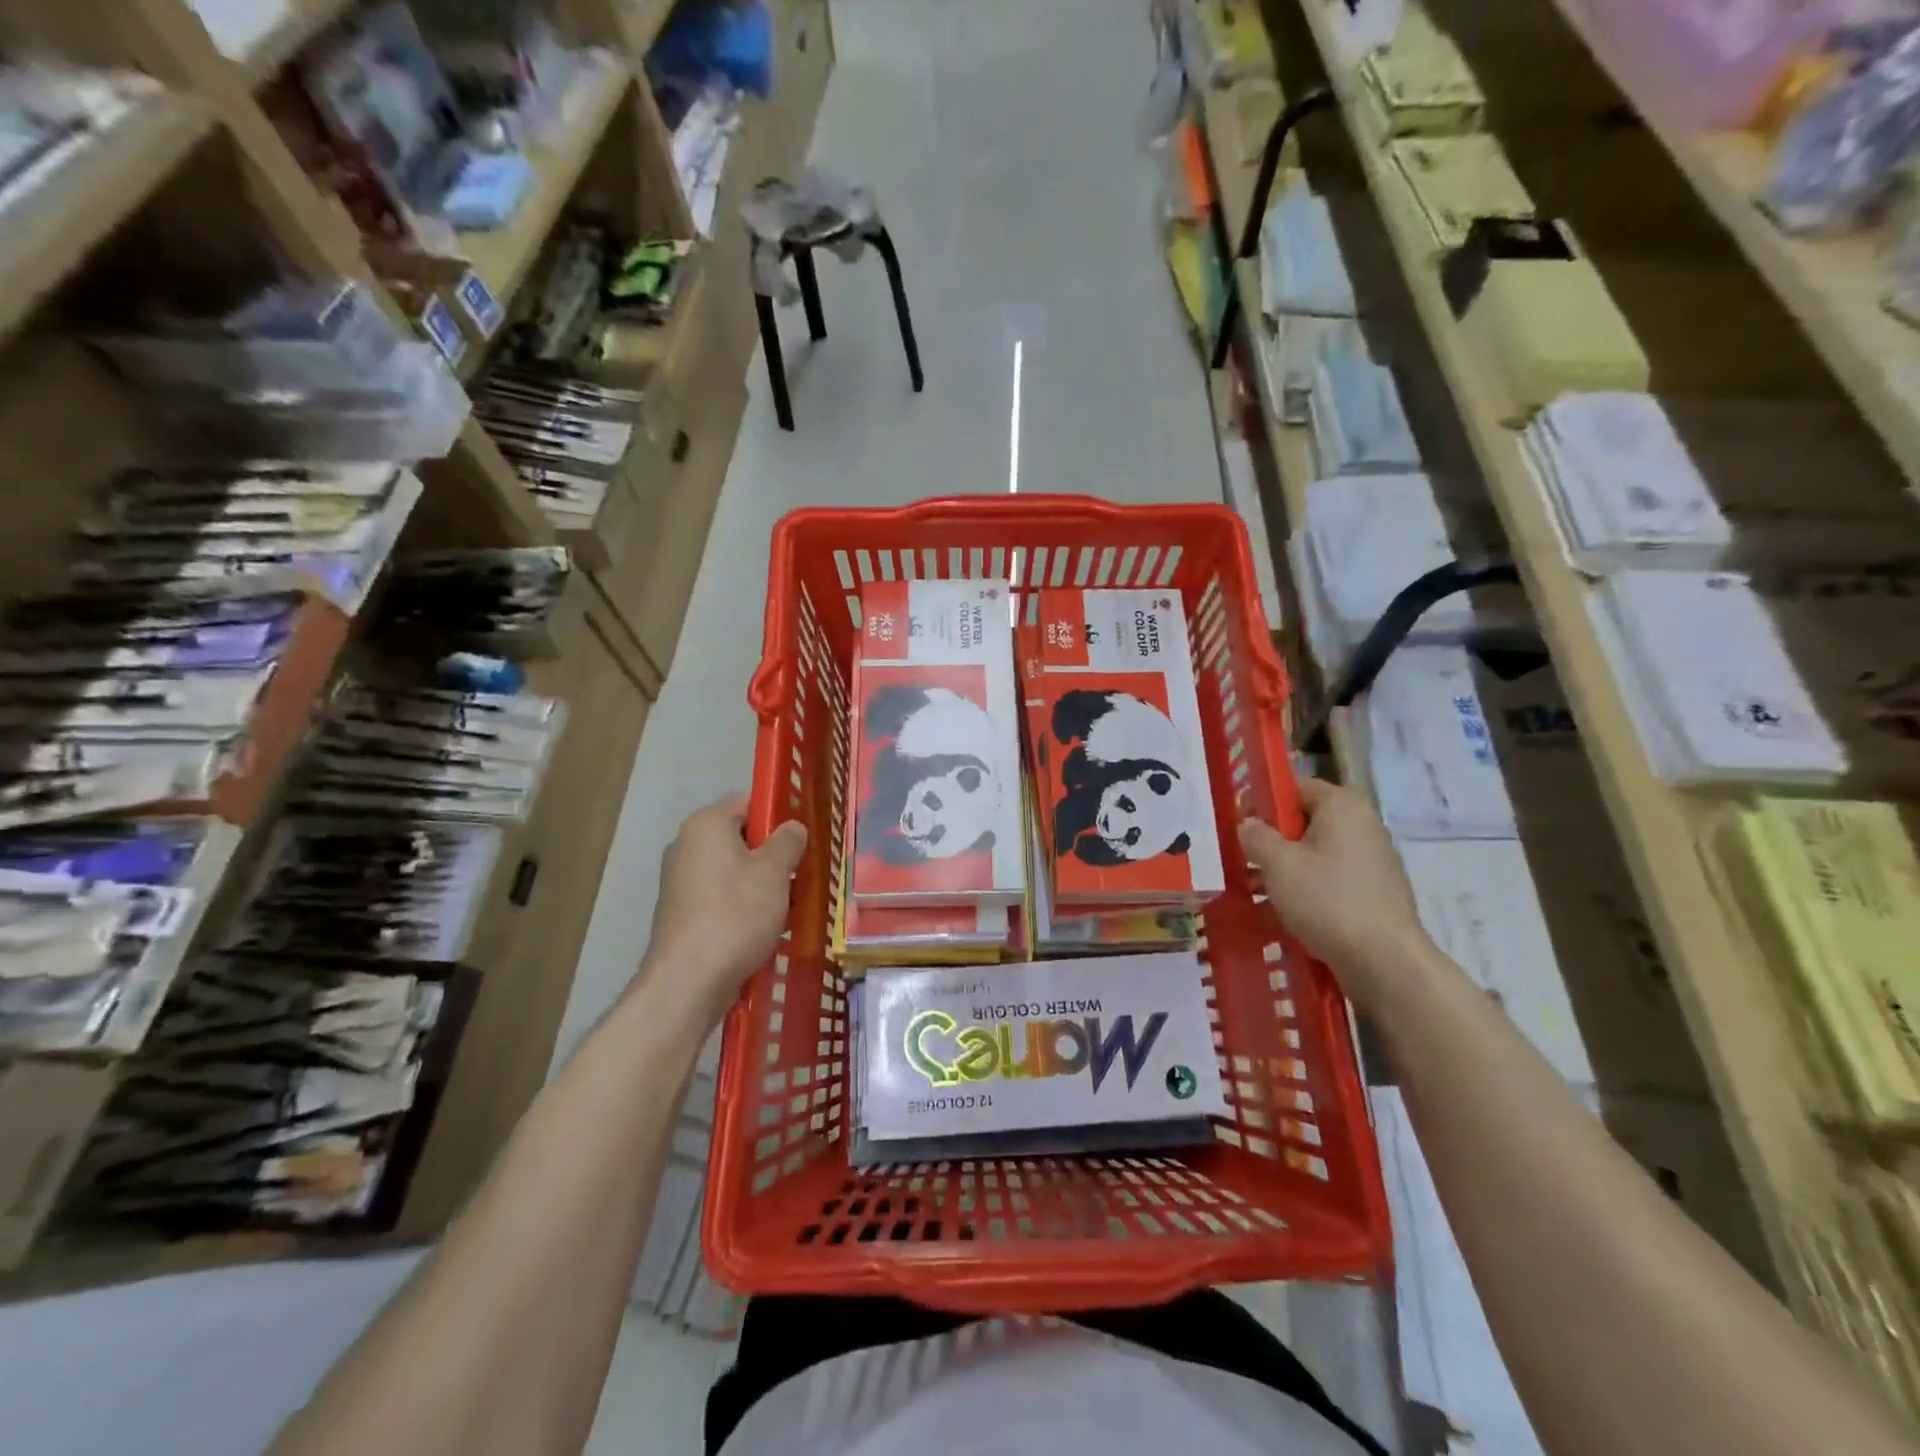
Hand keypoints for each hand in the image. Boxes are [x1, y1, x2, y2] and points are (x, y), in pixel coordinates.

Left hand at [641, 794, 807, 1025]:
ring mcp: (680, 880)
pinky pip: (721, 895)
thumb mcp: (774, 872)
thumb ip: (788, 841)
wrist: (688, 980)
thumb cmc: (736, 914)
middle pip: (740, 836)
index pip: (748, 801)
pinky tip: (764, 928)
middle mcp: (686, 845)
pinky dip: (743, 905)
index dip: (778, 814)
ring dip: (761, 883)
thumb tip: (792, 828)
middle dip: (772, 853)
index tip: (801, 839)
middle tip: (800, 873)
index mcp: (706, 824)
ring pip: (733, 869)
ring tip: (788, 905)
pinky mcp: (681, 912)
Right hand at [1240, 779, 1429, 1010]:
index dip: (1261, 802)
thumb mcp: (1278, 864)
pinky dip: (1309, 888)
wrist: (1385, 962)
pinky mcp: (1377, 892)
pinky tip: (1288, 912)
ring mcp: (1375, 860)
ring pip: (1317, 852)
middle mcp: (1364, 825)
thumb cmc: (1326, 901)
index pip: (1293, 787)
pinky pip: (1332, 878)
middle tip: (1245, 860)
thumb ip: (1256, 836)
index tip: (1238, 826)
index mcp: (1342, 806)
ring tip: (1259, 891)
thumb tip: (1249, 824)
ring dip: (1287, 867)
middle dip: (1273, 839)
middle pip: (1305, 820)